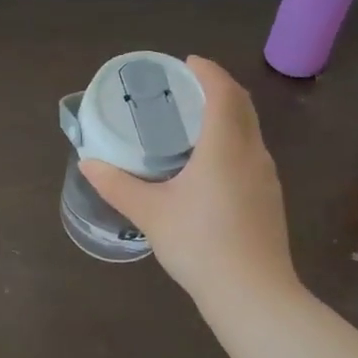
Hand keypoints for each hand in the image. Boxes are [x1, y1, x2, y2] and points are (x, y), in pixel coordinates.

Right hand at [79, 56, 298, 308]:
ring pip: (250, 130)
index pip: (223, 92)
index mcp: (225, 146)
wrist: (253, 295)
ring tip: (195, 121)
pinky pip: (252, 153)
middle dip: (218, 88)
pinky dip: (233, 140)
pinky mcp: (269, 198)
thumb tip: (87, 162)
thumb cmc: (200, 245)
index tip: (186, 62)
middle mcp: (252, 153)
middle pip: (242, 106)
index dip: (207, 71)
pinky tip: (211, 163)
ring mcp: (266, 177)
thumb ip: (117, 185)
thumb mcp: (151, 213)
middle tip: (187, 87)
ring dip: (228, 114)